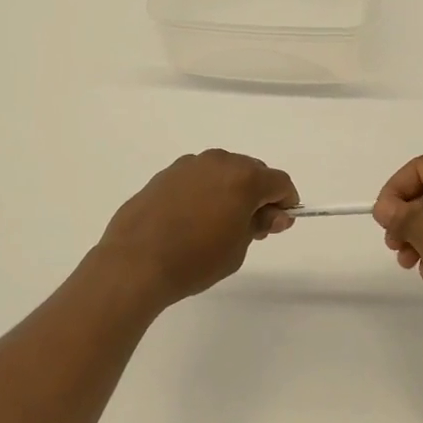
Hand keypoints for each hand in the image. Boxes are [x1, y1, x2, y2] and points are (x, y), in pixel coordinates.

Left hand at [94, 150, 298, 308]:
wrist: (135, 261)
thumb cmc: (195, 259)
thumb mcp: (238, 248)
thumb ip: (259, 224)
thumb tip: (274, 214)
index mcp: (243, 177)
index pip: (279, 182)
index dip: (286, 202)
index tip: (279, 224)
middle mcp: (219, 161)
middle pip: (252, 170)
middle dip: (258, 194)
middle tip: (251, 227)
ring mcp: (189, 164)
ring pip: (223, 171)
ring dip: (230, 190)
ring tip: (218, 224)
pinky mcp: (166, 173)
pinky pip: (198, 177)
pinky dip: (205, 191)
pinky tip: (192, 218)